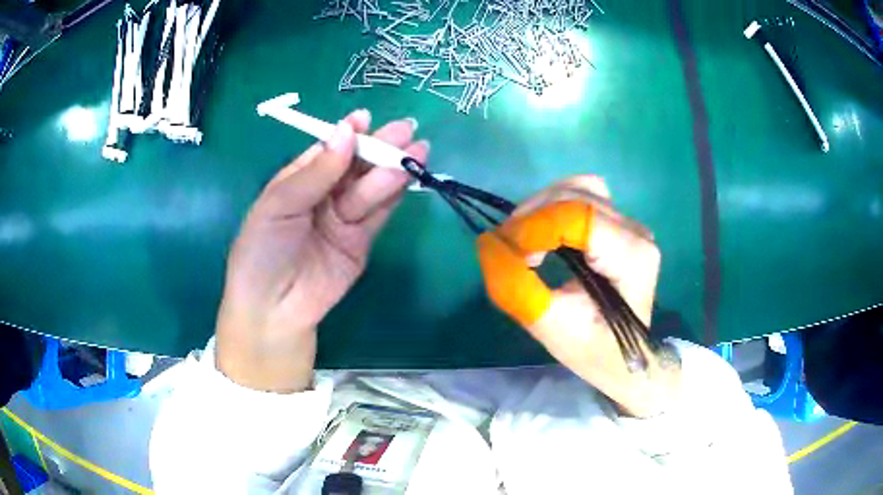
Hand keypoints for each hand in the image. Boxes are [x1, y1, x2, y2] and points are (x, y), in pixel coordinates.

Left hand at [216, 110, 428, 392]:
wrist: (274, 309)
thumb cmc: (263, 251)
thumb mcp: (280, 205)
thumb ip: (316, 172)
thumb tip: (346, 131)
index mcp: (299, 180)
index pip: (328, 150)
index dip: (347, 134)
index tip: (365, 119)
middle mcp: (324, 194)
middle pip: (356, 165)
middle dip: (379, 147)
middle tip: (406, 130)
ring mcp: (344, 218)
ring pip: (371, 187)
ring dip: (393, 168)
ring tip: (417, 151)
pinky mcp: (362, 241)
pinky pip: (379, 213)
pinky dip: (395, 195)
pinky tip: (410, 176)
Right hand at [477, 176, 679, 416]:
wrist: (623, 357)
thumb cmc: (594, 349)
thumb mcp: (553, 329)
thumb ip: (519, 290)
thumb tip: (488, 244)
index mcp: (632, 258)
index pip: (581, 218)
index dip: (536, 226)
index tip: (506, 249)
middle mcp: (636, 232)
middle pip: (579, 196)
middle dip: (535, 215)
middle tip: (509, 247)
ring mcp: (630, 224)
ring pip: (580, 188)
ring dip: (543, 206)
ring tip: (522, 238)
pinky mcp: (618, 223)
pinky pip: (583, 195)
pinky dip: (554, 206)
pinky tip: (541, 231)